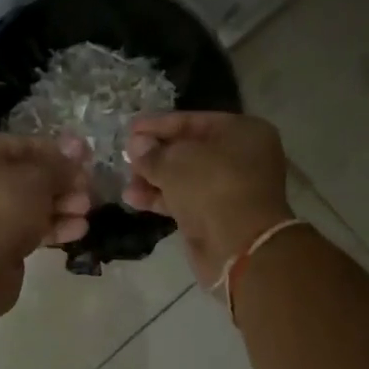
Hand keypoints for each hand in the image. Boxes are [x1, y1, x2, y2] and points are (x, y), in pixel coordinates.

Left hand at [0, 134, 92, 314]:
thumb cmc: (2, 206)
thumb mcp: (37, 177)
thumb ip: (59, 164)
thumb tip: (76, 147)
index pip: (21, 144)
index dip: (56, 150)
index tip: (86, 157)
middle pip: (26, 176)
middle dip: (62, 182)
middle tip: (88, 188)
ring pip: (28, 204)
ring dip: (61, 205)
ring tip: (86, 211)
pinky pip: (26, 228)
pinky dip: (51, 227)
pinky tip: (78, 231)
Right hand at [123, 112, 292, 287]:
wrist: (239, 247)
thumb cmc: (212, 188)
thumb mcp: (175, 162)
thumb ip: (152, 152)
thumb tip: (136, 145)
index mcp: (242, 132)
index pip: (194, 121)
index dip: (159, 124)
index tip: (130, 128)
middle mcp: (241, 157)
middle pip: (190, 149)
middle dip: (155, 154)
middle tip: (126, 155)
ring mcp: (231, 188)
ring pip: (186, 177)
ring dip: (154, 178)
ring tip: (126, 181)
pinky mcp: (218, 216)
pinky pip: (186, 200)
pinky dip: (161, 198)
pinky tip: (132, 199)